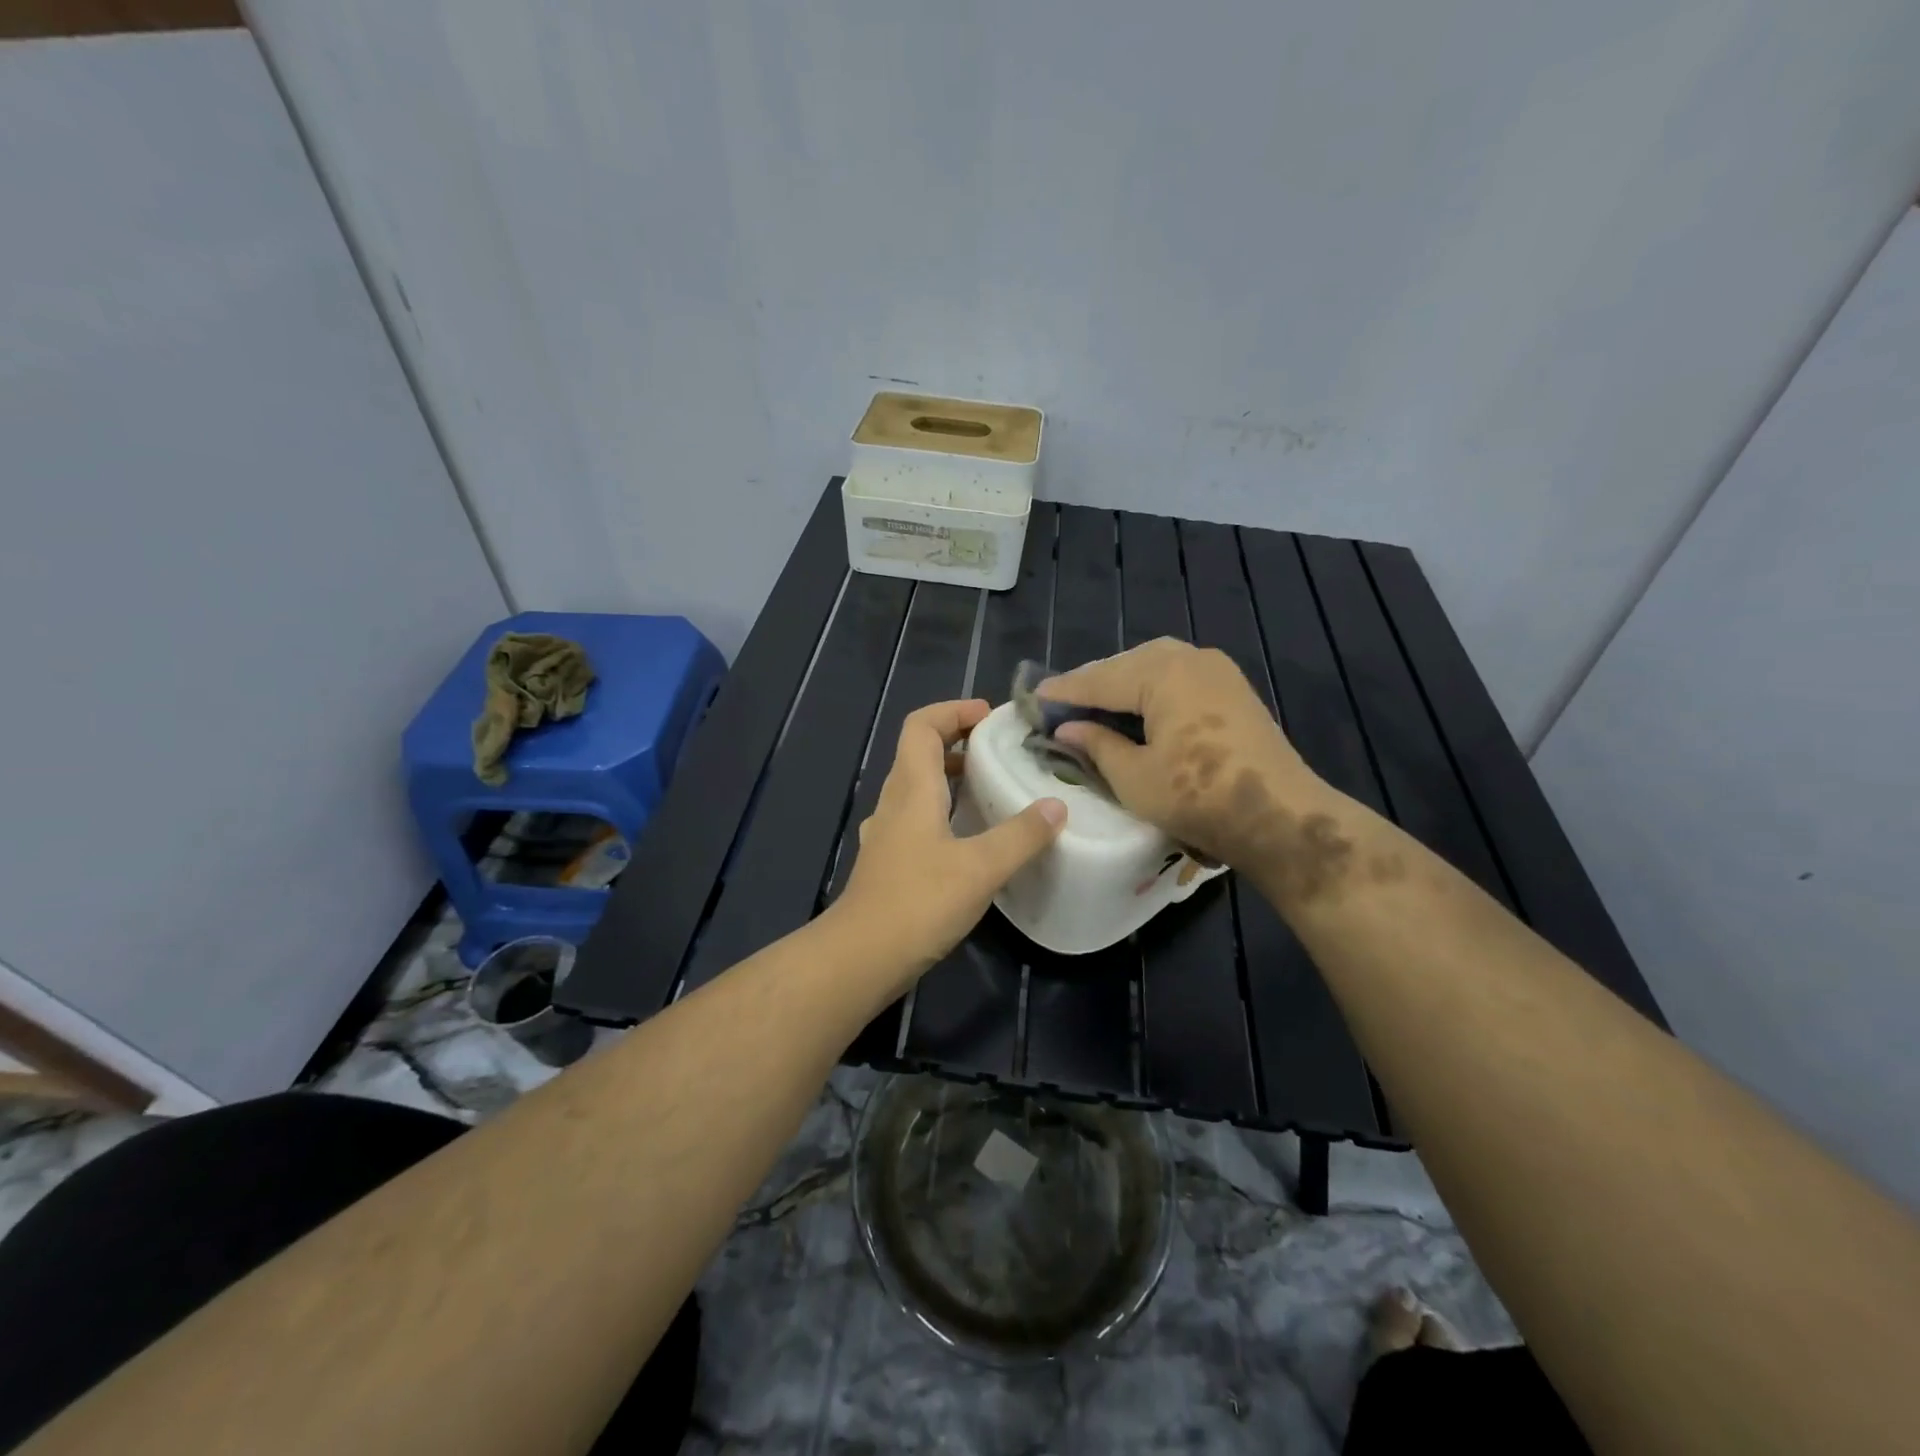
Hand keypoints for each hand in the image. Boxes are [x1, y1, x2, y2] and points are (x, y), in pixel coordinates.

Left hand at [834, 700, 1065, 984]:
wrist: (861, 958)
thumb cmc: (918, 902)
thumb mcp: (979, 867)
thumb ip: (1020, 835)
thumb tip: (1056, 806)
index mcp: (912, 789)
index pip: (921, 726)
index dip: (953, 710)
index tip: (990, 717)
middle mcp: (895, 803)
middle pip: (919, 752)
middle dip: (958, 740)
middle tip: (1001, 749)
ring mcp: (889, 834)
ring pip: (919, 787)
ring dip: (952, 777)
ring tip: (993, 786)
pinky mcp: (891, 862)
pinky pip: (919, 818)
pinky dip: (946, 811)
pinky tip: (972, 837)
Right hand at [1040, 639, 1325, 872]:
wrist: (1280, 817)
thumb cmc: (1199, 797)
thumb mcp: (1134, 777)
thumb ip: (1098, 745)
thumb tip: (1070, 728)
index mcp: (1162, 673)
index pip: (1099, 678)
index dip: (1064, 691)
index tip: (1033, 698)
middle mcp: (1190, 658)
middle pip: (1127, 664)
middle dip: (1094, 683)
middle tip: (1062, 706)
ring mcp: (1217, 670)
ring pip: (1154, 667)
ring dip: (1123, 685)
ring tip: (1095, 708)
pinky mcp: (1233, 689)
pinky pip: (1178, 677)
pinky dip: (1151, 690)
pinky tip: (1138, 711)